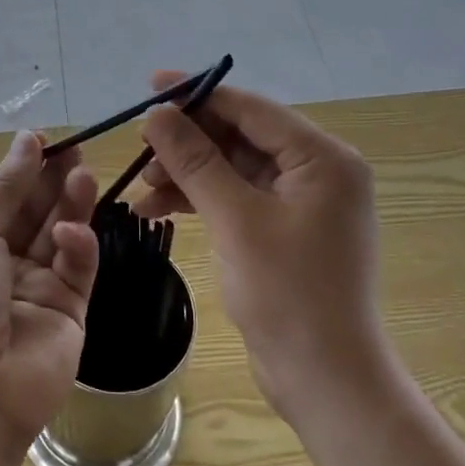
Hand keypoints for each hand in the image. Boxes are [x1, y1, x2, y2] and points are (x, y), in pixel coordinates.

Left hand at [0, 131, 99, 460]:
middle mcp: (5, 261)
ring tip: (84, 174)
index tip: (46, 139)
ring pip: (62, 232)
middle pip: (37, 210)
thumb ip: (6, 188)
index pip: (5, 196)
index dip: (24, 167)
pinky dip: (78, 245)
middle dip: (54, 179)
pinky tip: (70, 234)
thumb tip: (28, 139)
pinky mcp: (70, 308)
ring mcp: (39, 285)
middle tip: (76, 149)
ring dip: (72, 203)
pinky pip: (78, 267)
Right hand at [134, 74, 389, 416]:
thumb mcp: (235, 219)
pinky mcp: (284, 229)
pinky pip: (236, 196)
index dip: (198, 94)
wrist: (325, 380)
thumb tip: (158, 112)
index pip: (251, 109)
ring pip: (233, 167)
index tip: (151, 85)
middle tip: (140, 145)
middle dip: (188, 141)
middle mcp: (318, 171)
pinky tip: (157, 208)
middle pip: (240, 136)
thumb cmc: (288, 295)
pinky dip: (199, 199)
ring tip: (142, 187)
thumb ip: (195, 159)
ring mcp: (302, 202)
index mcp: (322, 158)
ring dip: (187, 173)